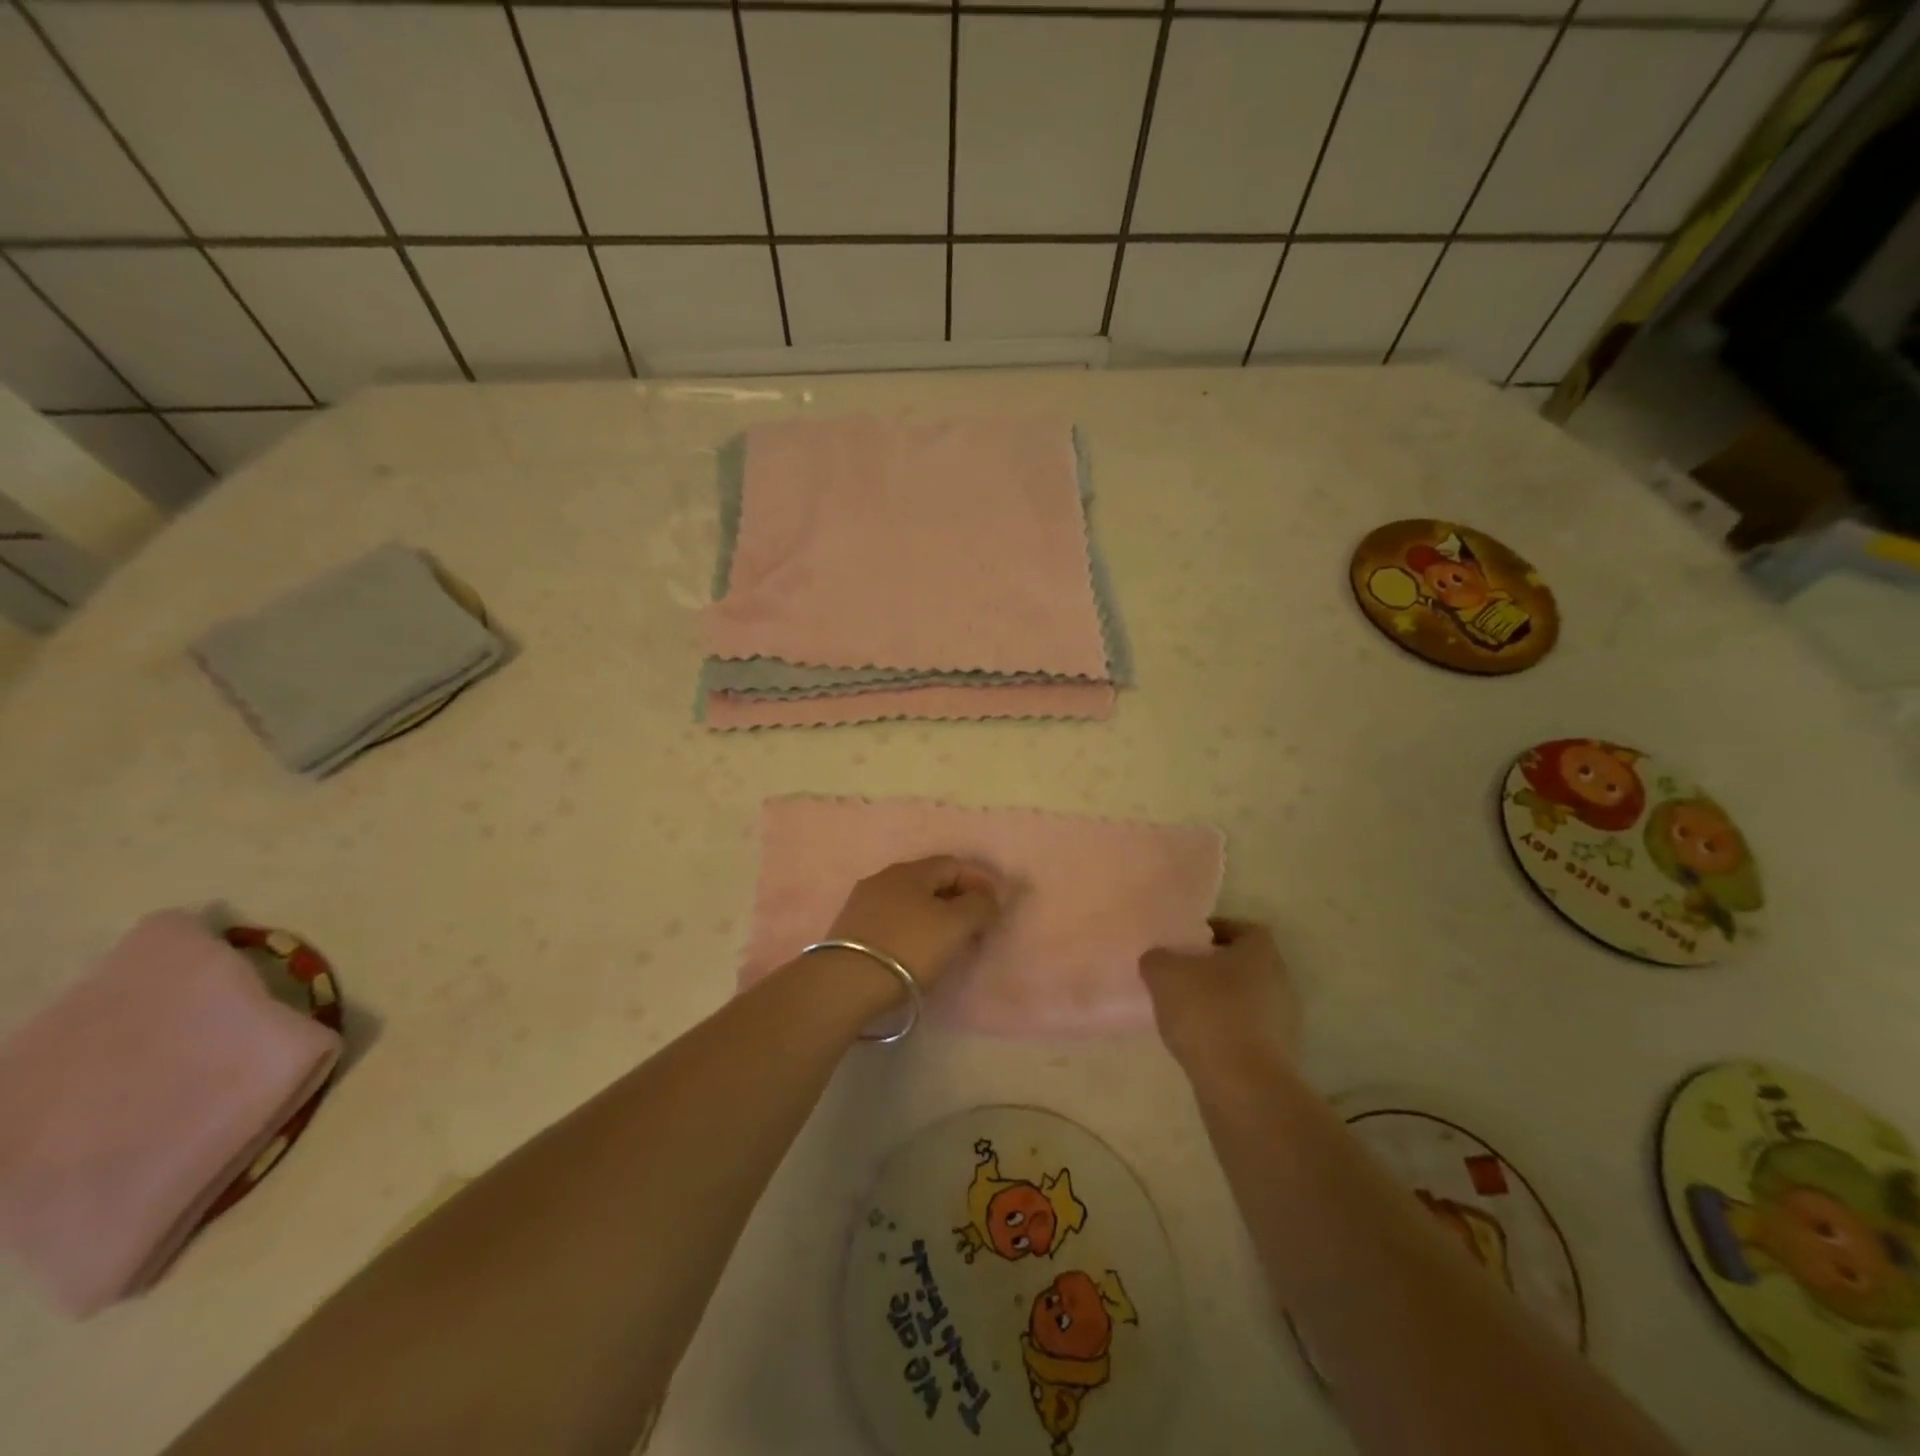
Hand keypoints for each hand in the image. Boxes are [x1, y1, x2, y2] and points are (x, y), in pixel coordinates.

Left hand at [824, 856, 1005, 991]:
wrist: (846, 983)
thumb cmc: (909, 946)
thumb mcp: (955, 925)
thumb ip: (979, 906)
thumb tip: (988, 898)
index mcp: (911, 871)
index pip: (953, 864)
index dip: (980, 880)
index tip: (998, 904)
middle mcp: (885, 877)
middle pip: (931, 880)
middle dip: (959, 897)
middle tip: (979, 923)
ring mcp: (864, 902)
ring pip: (911, 900)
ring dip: (936, 914)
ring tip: (951, 939)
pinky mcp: (851, 928)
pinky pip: (894, 919)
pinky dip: (915, 928)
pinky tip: (919, 948)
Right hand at [1139, 919, 1299, 1071]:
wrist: (1243, 1086)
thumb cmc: (1207, 1013)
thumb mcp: (1163, 974)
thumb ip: (1157, 958)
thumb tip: (1158, 959)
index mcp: (1260, 951)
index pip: (1240, 929)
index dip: (1212, 932)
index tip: (1185, 945)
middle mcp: (1280, 981)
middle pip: (1243, 965)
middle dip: (1213, 969)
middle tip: (1180, 976)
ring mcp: (1284, 1022)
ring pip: (1245, 1000)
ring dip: (1219, 1003)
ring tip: (1184, 1013)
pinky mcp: (1279, 1057)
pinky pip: (1247, 1032)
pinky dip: (1225, 1033)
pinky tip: (1199, 1042)